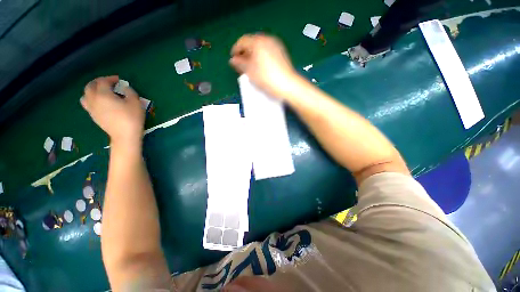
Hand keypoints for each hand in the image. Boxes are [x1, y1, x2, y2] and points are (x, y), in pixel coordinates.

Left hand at [81, 76, 144, 145]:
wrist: (125, 135)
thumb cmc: (132, 118)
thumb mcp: (135, 102)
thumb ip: (129, 91)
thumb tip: (124, 87)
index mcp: (103, 94)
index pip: (103, 81)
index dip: (110, 78)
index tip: (119, 79)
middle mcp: (93, 99)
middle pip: (90, 86)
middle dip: (98, 82)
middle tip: (108, 83)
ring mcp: (91, 108)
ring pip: (85, 95)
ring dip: (92, 90)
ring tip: (101, 92)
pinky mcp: (93, 116)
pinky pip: (87, 103)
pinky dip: (91, 99)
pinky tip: (100, 102)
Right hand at [230, 34, 297, 97]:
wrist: (288, 85)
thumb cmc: (266, 78)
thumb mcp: (250, 71)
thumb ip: (240, 63)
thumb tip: (233, 60)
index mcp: (258, 42)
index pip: (243, 41)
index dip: (236, 49)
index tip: (233, 59)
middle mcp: (267, 39)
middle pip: (252, 43)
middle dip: (245, 52)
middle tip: (241, 64)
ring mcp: (276, 45)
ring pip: (260, 47)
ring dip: (253, 54)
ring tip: (250, 66)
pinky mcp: (282, 52)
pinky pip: (268, 51)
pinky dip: (261, 56)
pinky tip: (261, 66)